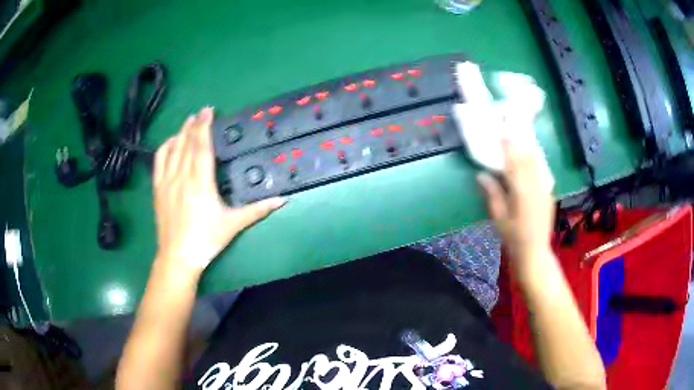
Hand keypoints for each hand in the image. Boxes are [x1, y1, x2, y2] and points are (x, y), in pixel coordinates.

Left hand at [153, 107, 284, 273]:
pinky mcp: (158, 189)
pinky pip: (159, 161)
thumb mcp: (233, 224)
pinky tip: (171, 141)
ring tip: (189, 120)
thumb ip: (257, 210)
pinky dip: (165, 147)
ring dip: (181, 132)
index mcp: (201, 182)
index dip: (205, 127)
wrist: (178, 256)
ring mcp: (167, 181)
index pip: (202, 146)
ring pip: (173, 149)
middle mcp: (182, 176)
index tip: (209, 111)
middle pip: (187, 143)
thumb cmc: (206, 240)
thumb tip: (283, 200)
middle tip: (202, 111)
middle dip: (195, 124)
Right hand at [476, 139, 554, 266]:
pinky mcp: (549, 193)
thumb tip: (481, 174)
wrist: (535, 251)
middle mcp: (535, 185)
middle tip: (512, 129)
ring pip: (537, 162)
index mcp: (520, 190)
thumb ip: (492, 194)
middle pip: (528, 157)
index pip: (514, 161)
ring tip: (522, 137)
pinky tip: (532, 158)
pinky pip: (542, 171)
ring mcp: (544, 188)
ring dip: (529, 148)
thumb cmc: (513, 237)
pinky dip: (536, 160)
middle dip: (520, 141)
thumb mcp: (498, 218)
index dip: (508, 144)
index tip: (501, 131)